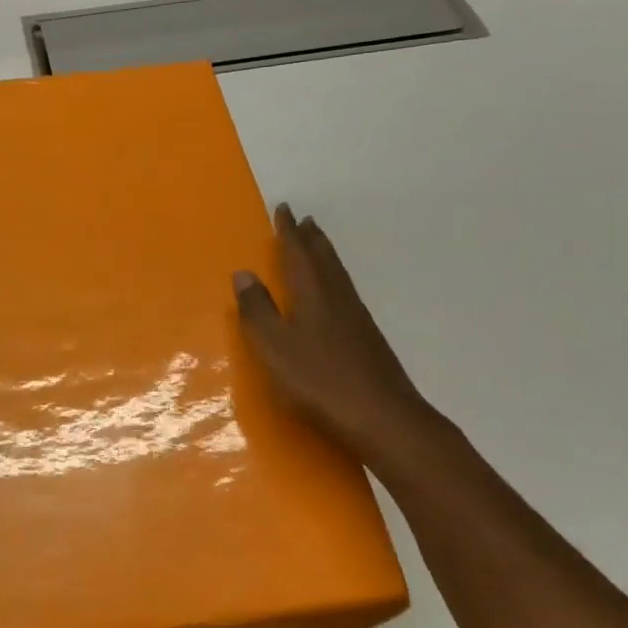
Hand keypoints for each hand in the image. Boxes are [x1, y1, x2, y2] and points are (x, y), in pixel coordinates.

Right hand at [234, 203, 446, 473]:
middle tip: (305, 221)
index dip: (288, 232)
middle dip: (312, 239)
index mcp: (313, 295)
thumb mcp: (274, 347)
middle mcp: (338, 298)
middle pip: (325, 259)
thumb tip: (244, 273)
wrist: (383, 418)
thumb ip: (257, 311)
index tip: (285, 209)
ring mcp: (358, 319)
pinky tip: (334, 296)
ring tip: (318, 247)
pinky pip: (346, 293)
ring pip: (338, 276)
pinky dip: (335, 280)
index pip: (298, 254)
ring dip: (326, 256)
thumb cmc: (319, 381)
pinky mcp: (368, 340)